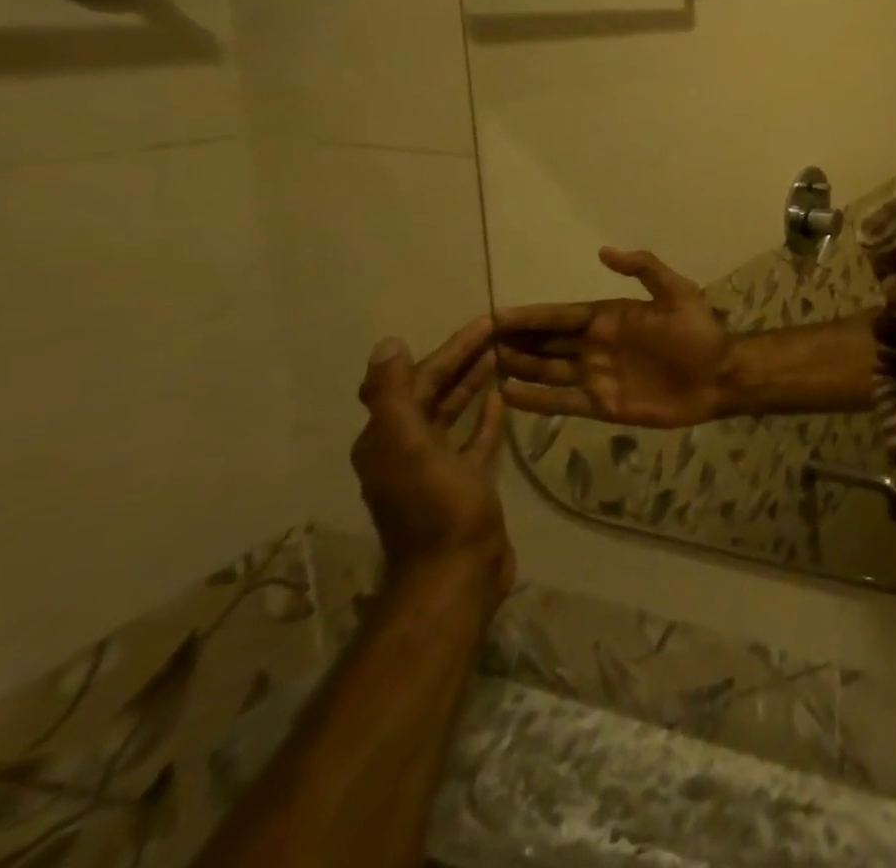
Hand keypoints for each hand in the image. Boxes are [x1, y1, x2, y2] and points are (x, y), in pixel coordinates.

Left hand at [350, 317, 513, 611]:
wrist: (456, 572)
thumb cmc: (436, 507)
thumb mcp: (409, 447)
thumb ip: (396, 396)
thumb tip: (389, 344)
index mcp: (389, 438)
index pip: (420, 379)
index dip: (452, 348)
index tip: (487, 322)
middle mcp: (407, 447)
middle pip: (436, 391)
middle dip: (465, 359)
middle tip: (504, 331)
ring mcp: (437, 466)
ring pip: (455, 411)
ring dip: (475, 382)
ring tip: (506, 355)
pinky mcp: (465, 480)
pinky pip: (474, 437)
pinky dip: (486, 415)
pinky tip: (502, 398)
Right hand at [494, 248, 735, 427]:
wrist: (718, 376)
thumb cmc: (699, 332)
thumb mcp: (678, 292)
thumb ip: (644, 270)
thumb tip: (604, 252)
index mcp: (610, 318)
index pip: (560, 316)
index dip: (529, 316)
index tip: (493, 315)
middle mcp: (596, 346)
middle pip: (546, 343)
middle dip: (513, 342)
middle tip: (472, 345)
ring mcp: (596, 376)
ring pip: (546, 370)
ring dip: (517, 368)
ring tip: (479, 367)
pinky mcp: (602, 405)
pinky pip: (561, 402)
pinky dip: (534, 399)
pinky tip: (505, 395)